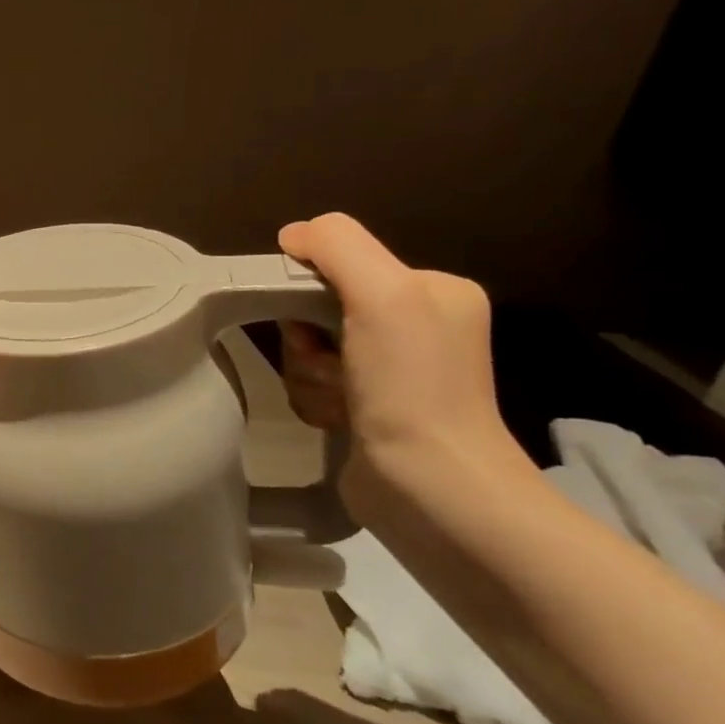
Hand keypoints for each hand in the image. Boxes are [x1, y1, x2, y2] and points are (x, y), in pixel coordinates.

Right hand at [276, 214, 523, 512]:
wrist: (431, 488)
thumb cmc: (411, 386)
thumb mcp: (384, 294)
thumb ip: (337, 245)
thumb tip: (292, 235)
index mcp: (432, 290)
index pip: (340, 262)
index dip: (310, 288)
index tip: (317, 324)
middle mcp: (416, 324)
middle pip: (317, 307)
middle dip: (307, 338)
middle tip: (328, 364)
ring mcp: (391, 370)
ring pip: (308, 348)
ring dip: (308, 373)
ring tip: (338, 399)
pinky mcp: (367, 407)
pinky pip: (313, 382)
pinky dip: (314, 398)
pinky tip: (338, 418)